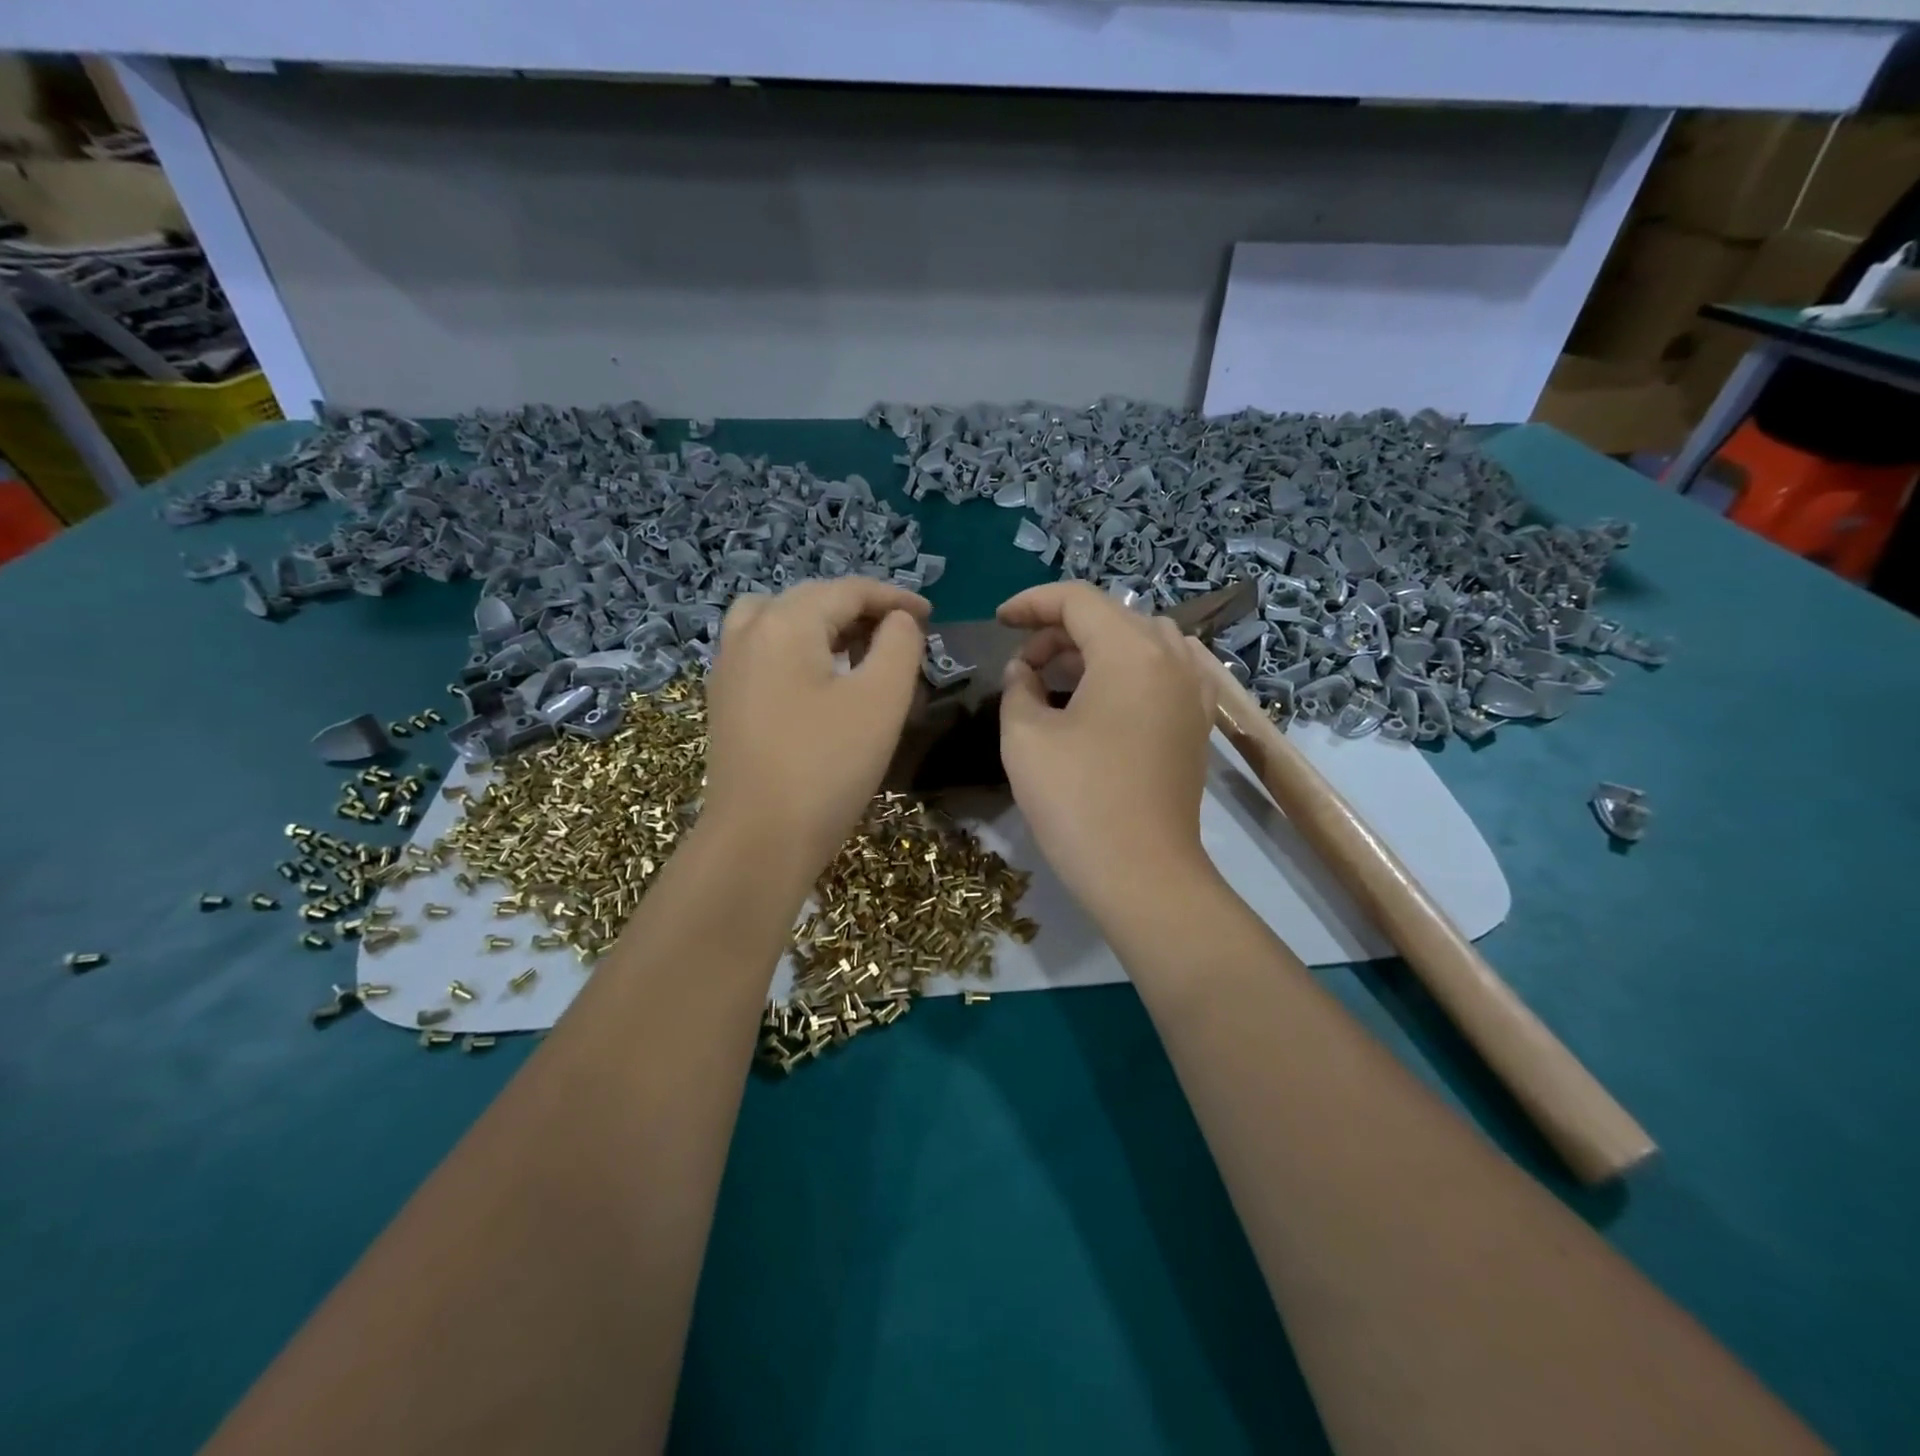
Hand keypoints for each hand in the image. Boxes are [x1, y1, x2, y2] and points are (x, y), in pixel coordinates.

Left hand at [702, 578, 930, 878]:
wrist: (759, 840)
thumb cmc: (827, 767)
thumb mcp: (880, 700)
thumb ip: (899, 644)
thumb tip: (897, 621)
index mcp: (784, 623)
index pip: (847, 590)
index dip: (893, 597)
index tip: (931, 615)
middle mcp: (748, 633)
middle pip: (811, 599)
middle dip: (860, 610)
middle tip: (901, 634)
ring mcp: (728, 667)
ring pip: (780, 620)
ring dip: (824, 625)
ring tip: (858, 650)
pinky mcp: (725, 699)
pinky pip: (764, 649)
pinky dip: (798, 647)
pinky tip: (820, 680)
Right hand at [997, 583, 1218, 921]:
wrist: (1142, 873)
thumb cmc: (1077, 799)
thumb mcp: (1025, 736)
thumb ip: (1018, 686)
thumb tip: (1024, 670)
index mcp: (1131, 650)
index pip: (1077, 600)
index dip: (1031, 603)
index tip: (998, 622)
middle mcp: (1172, 657)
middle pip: (1111, 617)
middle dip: (1060, 630)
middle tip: (1022, 665)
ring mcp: (1194, 690)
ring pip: (1139, 641)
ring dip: (1094, 649)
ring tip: (1057, 681)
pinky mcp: (1197, 722)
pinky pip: (1161, 671)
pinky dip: (1125, 671)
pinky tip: (1100, 700)